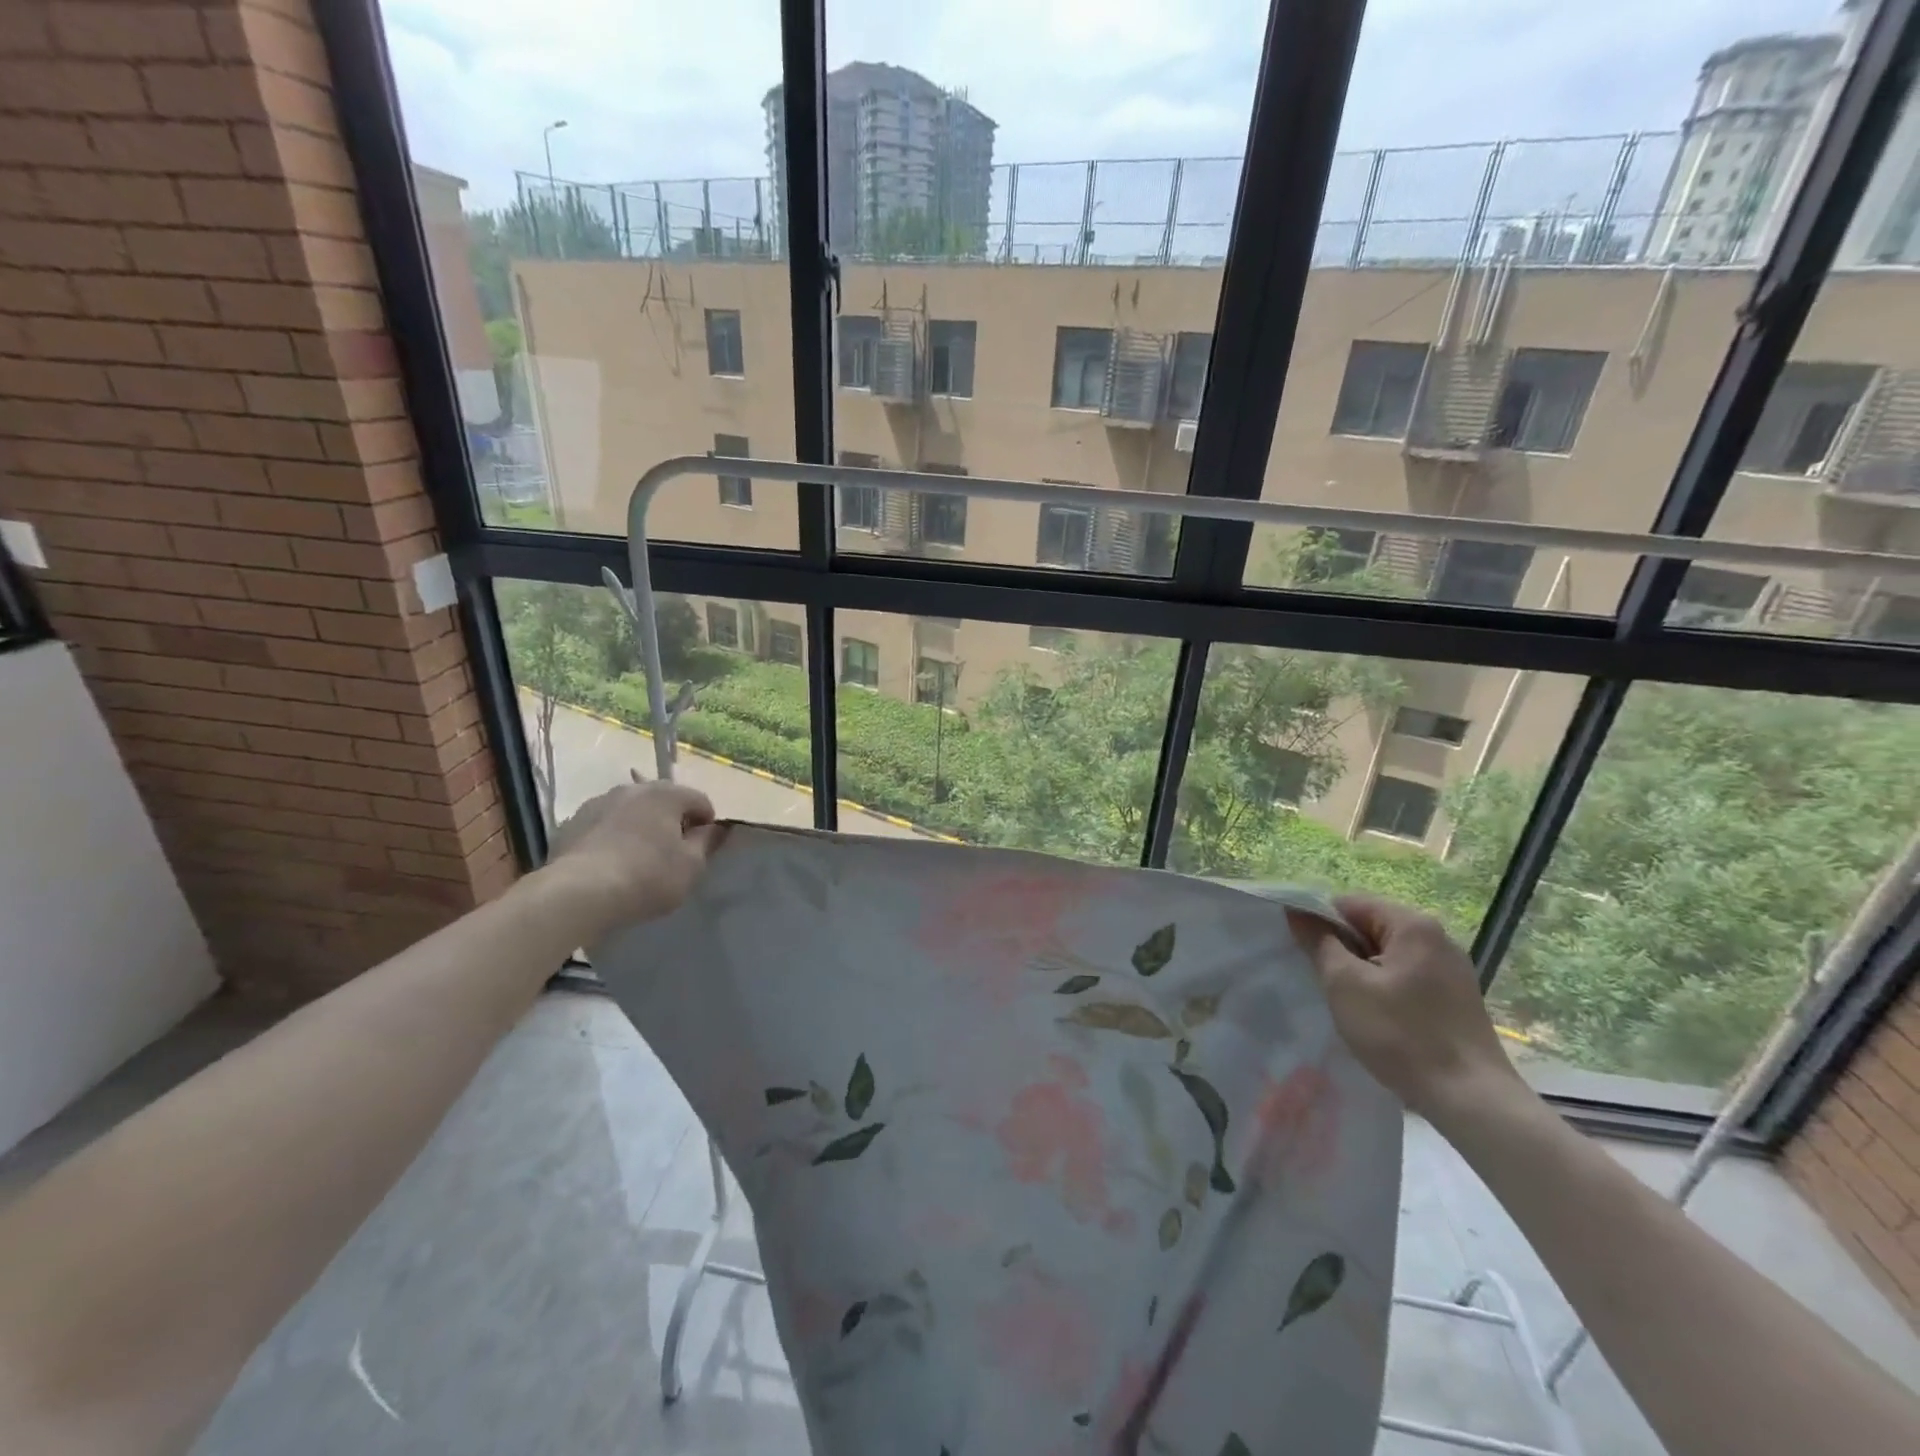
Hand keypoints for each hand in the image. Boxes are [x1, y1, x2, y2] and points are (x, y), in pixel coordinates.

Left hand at [542, 776, 722, 940]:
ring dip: (640, 827)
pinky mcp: (572, 822)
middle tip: (673, 853)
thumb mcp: (691, 866)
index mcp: (666, 794)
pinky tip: (610, 864)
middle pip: (664, 800)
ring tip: (638, 859)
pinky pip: (604, 826)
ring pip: (631, 811)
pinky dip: (613, 837)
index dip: (707, 824)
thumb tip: (716, 828)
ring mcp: (598, 803)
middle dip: (672, 821)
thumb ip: (707, 843)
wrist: (577, 893)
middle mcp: (633, 789)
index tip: (702, 849)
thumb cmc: (647, 877)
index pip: (700, 800)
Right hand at [1285, 894, 1526, 1126]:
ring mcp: (1451, 969)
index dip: (1318, 922)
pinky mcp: (1456, 998)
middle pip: (1370, 927)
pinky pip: (1406, 977)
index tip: (1300, 952)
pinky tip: (1376, 1017)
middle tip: (1321, 979)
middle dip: (1341, 949)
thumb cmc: (1401, 1034)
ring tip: (1345, 1001)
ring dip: (1361, 971)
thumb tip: (1297, 911)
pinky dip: (1384, 988)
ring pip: (1387, 955)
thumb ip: (1318, 941)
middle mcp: (1438, 938)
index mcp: (1413, 925)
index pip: (1349, 904)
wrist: (1471, 1100)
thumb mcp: (1344, 984)